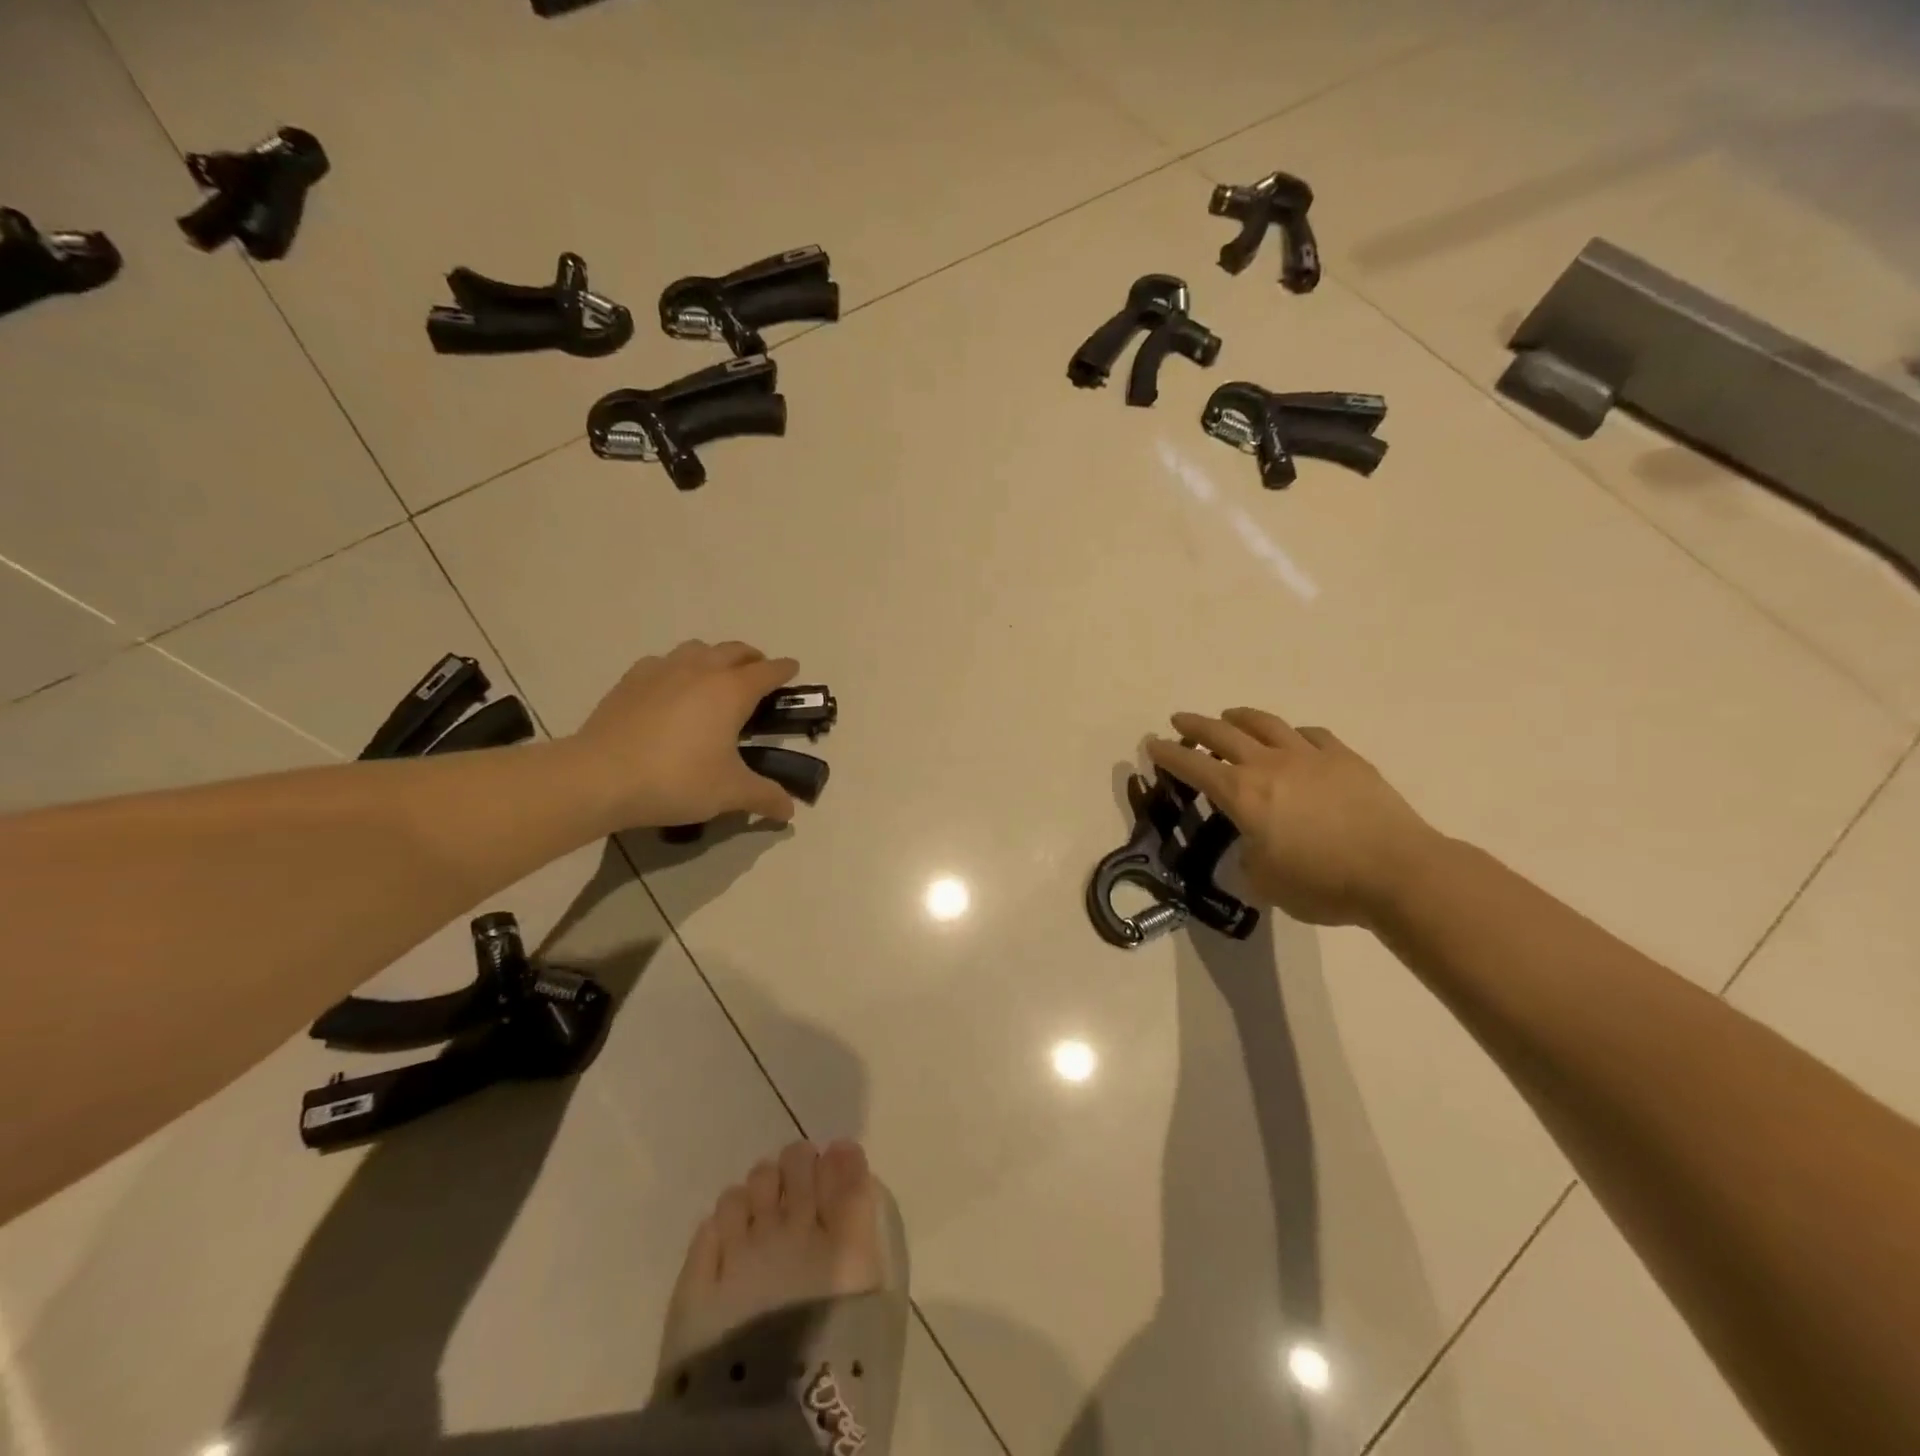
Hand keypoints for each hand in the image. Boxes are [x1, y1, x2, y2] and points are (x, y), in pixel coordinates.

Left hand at [567, 641, 800, 830]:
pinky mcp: (631, 680)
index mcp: (731, 691)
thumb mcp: (729, 793)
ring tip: (716, 678)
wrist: (600, 777)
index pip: (768, 671)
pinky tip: (671, 689)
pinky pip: (663, 662)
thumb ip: (764, 797)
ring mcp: (662, 670)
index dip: (784, 670)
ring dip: (715, 657)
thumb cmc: (676, 780)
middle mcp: (700, 671)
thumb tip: (789, 811)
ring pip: (698, 649)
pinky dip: (677, 668)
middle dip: (752, 658)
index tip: (793, 669)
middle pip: (734, 650)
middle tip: (759, 674)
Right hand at [1147, 708, 1443, 926]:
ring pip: (1266, 725)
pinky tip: (1292, 739)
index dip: (1169, 754)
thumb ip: (1249, 856)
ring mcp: (1310, 756)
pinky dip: (1291, 734)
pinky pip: (1310, 735)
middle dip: (1195, 726)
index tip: (1152, 744)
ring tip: (1229, 716)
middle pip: (1223, 734)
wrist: (1397, 872)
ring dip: (1240, 718)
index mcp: (1243, 794)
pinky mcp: (1345, 759)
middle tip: (1179, 720)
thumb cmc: (1322, 883)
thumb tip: (1254, 843)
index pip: (1194, 767)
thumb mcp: (1265, 881)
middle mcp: (1270, 765)